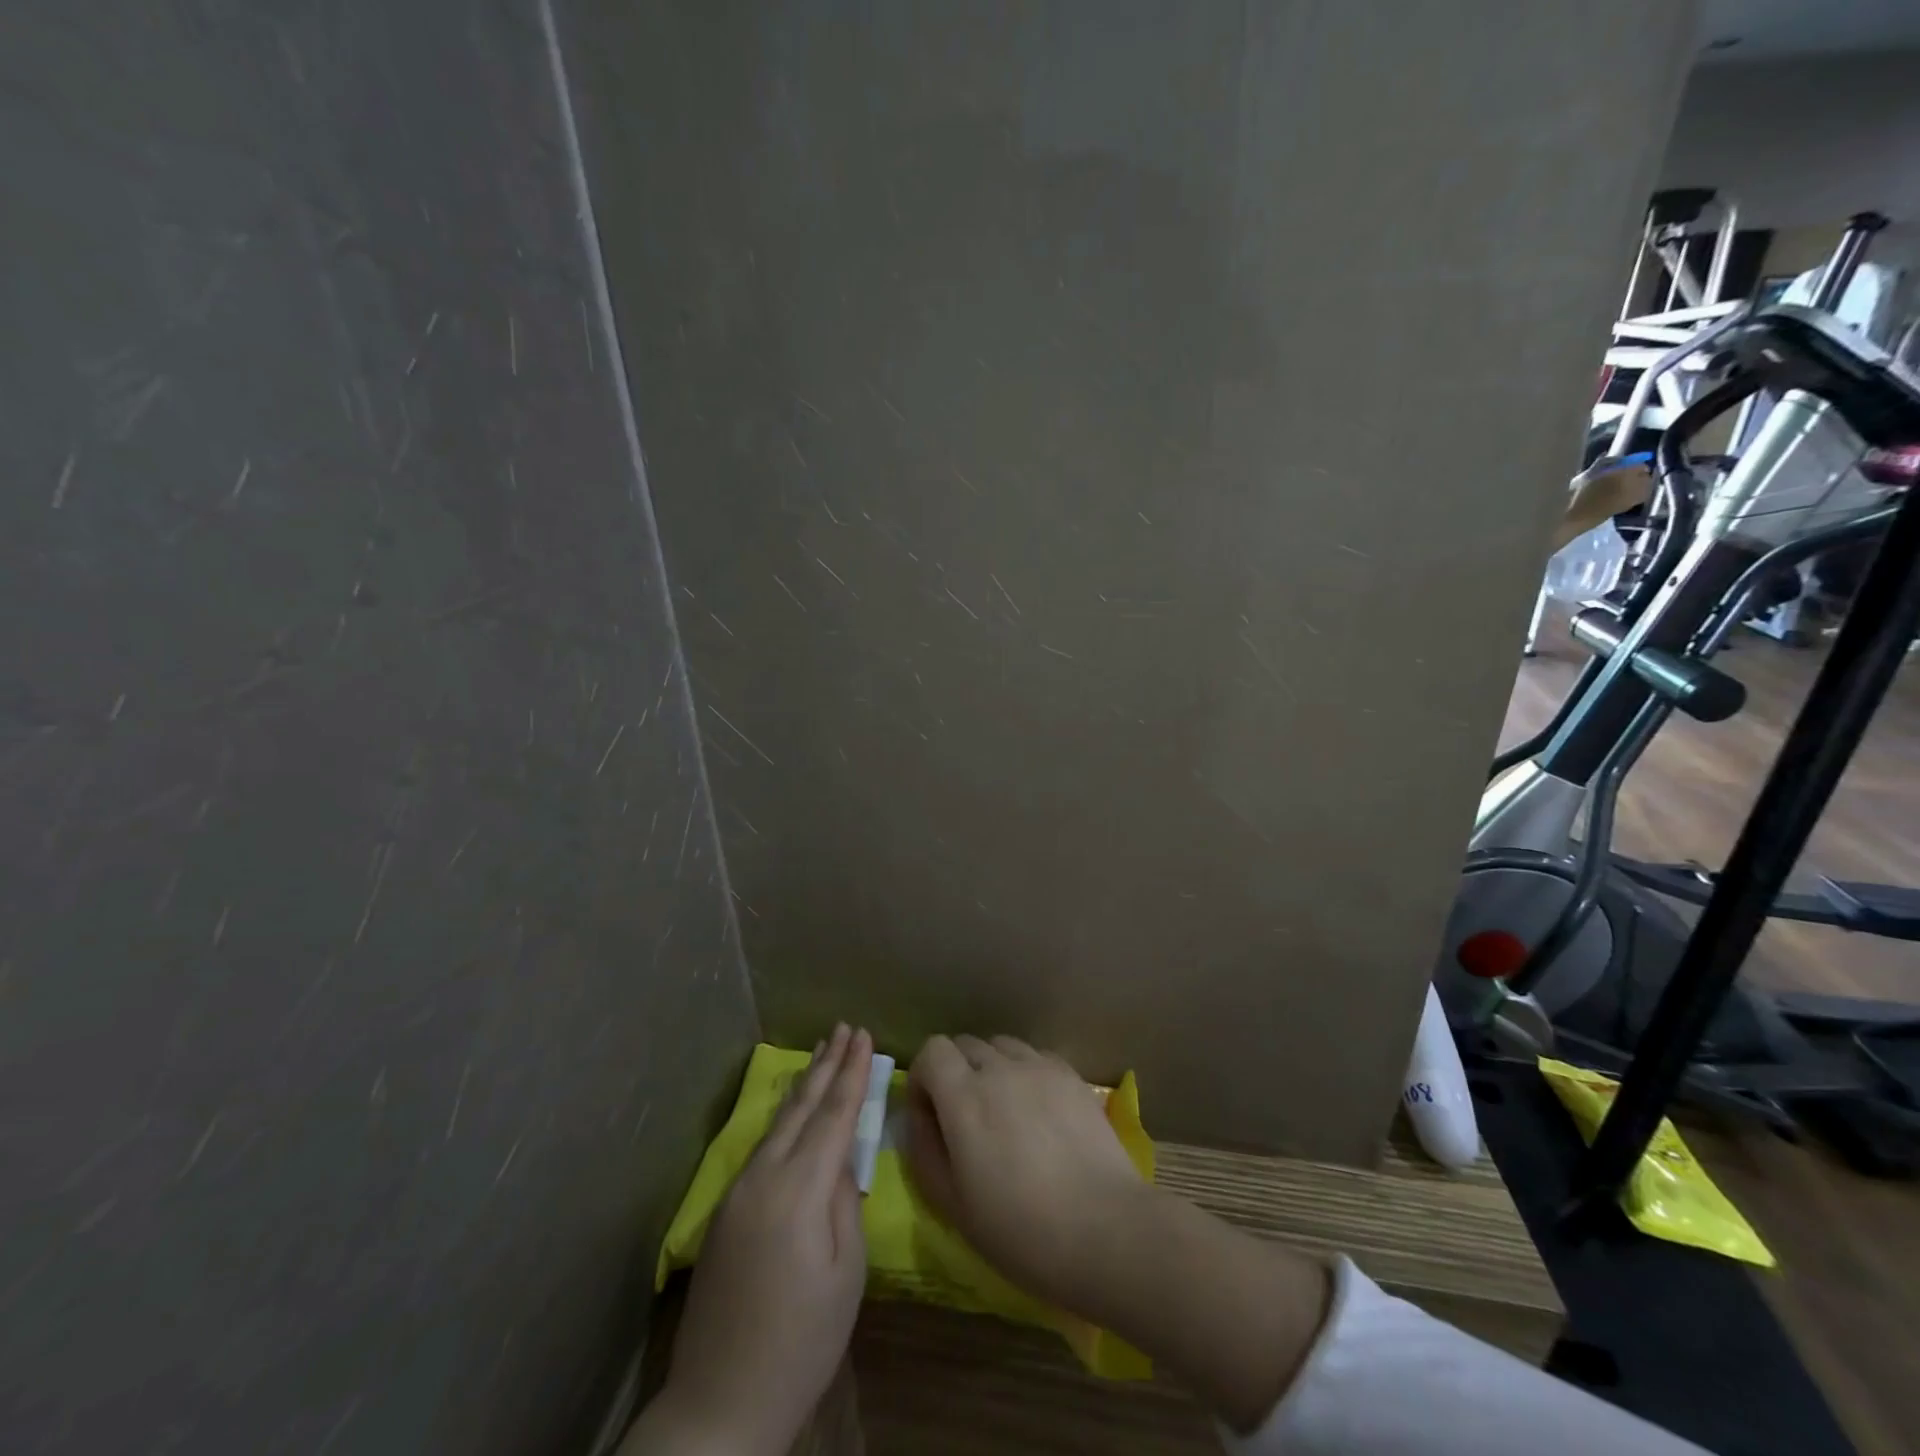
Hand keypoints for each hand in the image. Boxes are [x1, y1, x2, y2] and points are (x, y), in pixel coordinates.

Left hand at [630, 1025, 872, 1455]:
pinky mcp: (726, 1209)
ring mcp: (739, 1191)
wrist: (720, 1402)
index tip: (865, 1036)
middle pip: (802, 1107)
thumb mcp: (846, 1274)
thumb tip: (841, 1161)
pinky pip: (764, 1144)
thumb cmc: (801, 1341)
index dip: (852, 1074)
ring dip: (805, 1084)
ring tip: (823, 1052)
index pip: (833, 1116)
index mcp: (798, 1190)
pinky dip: (786, 1114)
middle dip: (827, 1065)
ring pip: (779, 1122)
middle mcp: (763, 1176)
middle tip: (844, 1027)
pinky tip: (794, 1107)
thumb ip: (845, 1203)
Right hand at [901, 1034, 1150, 1314]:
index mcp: (964, 1096)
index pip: (932, 1050)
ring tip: (1003, 1111)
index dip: (924, 1076)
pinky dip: (1025, 1072)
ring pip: (1001, 1046)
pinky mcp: (1071, 1075)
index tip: (930, 1113)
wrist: (1104, 1229)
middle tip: (964, 1117)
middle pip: (965, 1044)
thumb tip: (919, 1116)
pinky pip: (1035, 1057)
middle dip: (954, 1071)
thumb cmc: (1020, 1230)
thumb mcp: (952, 1204)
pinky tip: (1037, 1111)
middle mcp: (999, 1068)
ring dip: (991, 1068)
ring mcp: (1039, 1067)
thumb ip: (924, 1149)